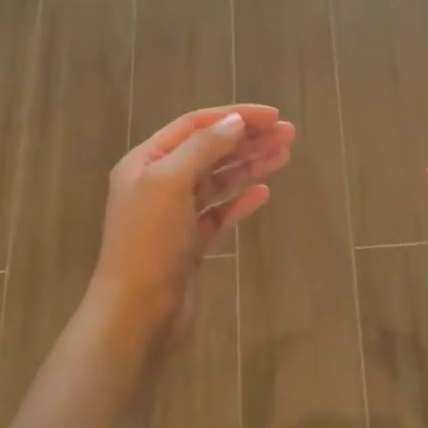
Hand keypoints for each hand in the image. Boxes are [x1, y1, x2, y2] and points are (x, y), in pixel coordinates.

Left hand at [87, 104, 293, 348]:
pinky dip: (240, 200)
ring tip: (284, 156)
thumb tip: (235, 122)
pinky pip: (219, 213)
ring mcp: (175, 215)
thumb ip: (203, 148)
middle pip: (209, 150)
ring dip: (249, 166)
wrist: (137, 311)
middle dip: (248, 140)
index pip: (195, 125)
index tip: (274, 116)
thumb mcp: (170, 183)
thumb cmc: (149, 242)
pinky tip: (264, 193)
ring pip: (217, 180)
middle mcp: (158, 183)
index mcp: (146, 162)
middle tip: (289, 134)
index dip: (234, 116)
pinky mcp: (190, 242)